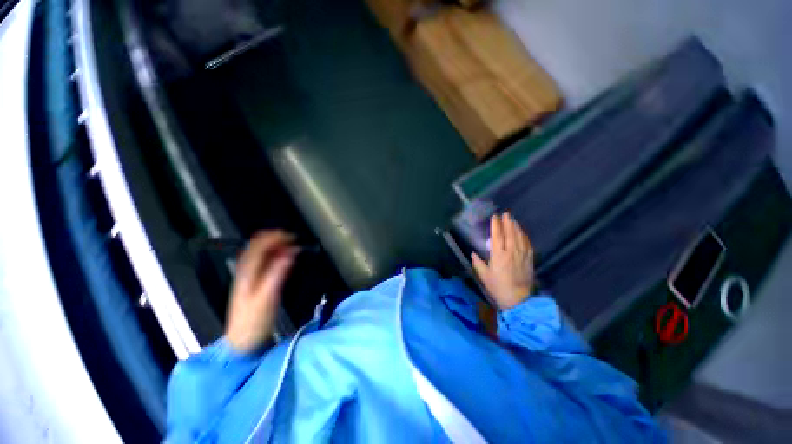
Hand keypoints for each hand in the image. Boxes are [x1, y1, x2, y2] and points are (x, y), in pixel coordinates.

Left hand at [225, 231, 296, 352]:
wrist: (243, 343)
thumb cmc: (254, 321)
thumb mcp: (267, 298)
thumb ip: (277, 274)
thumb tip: (290, 253)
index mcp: (247, 273)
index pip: (257, 246)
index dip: (274, 238)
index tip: (291, 236)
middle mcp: (245, 272)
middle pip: (257, 247)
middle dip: (275, 239)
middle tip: (293, 240)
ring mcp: (248, 278)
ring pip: (260, 254)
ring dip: (275, 246)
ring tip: (290, 246)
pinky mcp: (254, 284)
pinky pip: (263, 263)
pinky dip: (274, 256)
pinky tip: (283, 258)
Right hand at [472, 212, 534, 310]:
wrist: (518, 300)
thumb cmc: (498, 287)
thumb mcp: (484, 276)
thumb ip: (478, 263)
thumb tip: (474, 254)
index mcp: (499, 255)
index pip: (497, 236)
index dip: (496, 225)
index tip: (494, 217)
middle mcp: (511, 252)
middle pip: (510, 234)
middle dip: (507, 222)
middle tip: (506, 214)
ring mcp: (522, 256)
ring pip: (520, 237)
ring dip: (516, 227)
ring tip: (513, 220)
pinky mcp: (529, 260)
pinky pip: (528, 245)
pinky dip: (525, 237)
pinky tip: (523, 233)